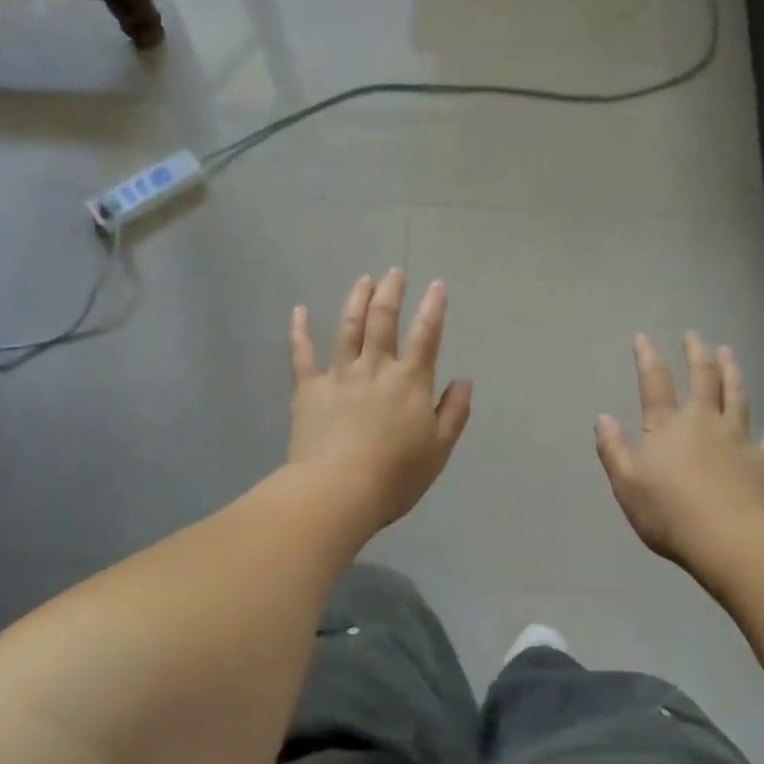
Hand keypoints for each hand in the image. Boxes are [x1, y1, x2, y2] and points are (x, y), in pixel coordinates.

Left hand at [288, 269, 473, 529]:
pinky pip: (302, 354)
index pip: (426, 336)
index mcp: (410, 382)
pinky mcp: (309, 389)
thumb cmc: (395, 476)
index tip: (436, 285)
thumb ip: (453, 412)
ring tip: (363, 279)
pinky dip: (300, 331)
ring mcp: (339, 375)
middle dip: (391, 292)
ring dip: (356, 300)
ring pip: (348, 328)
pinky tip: (299, 310)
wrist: (338, 491)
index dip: (433, 308)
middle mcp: (375, 368)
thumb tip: (464, 381)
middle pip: (383, 320)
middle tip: (394, 272)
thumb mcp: (438, 449)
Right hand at [595, 333, 763, 566]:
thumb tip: (603, 417)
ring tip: (727, 352)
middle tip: (694, 335)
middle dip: (696, 354)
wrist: (725, 538)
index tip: (643, 337)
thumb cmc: (667, 512)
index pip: (655, 383)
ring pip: (736, 395)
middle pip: (702, 379)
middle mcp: (703, 421)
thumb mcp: (625, 482)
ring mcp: (737, 438)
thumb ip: (612, 448)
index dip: (647, 358)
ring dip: (732, 371)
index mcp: (666, 426)